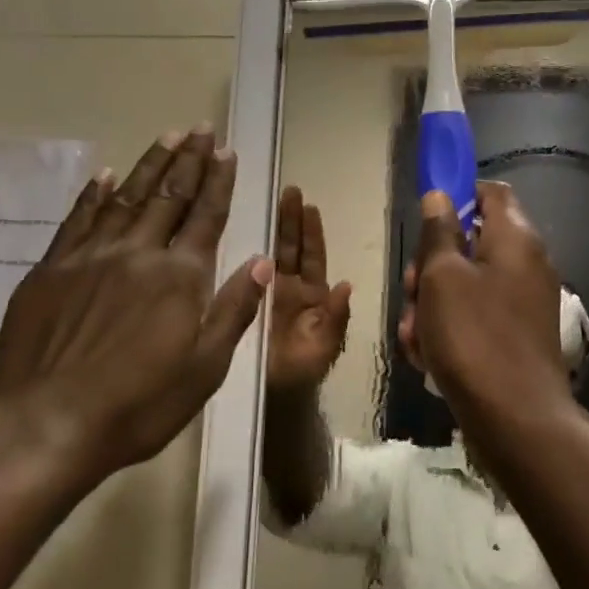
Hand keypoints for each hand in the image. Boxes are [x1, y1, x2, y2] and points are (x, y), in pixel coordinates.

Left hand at [0, 126, 271, 489]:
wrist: (46, 425)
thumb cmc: (138, 404)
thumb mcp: (205, 368)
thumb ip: (234, 310)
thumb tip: (262, 262)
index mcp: (180, 276)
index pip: (206, 215)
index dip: (218, 181)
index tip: (226, 151)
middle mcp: (138, 253)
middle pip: (170, 196)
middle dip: (188, 159)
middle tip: (200, 128)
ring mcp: (90, 258)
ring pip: (126, 198)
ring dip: (149, 165)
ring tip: (166, 136)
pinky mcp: (51, 271)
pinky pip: (77, 220)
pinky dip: (94, 195)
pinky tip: (105, 175)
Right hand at [266, 186, 351, 392]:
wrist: (270, 399)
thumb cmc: (302, 373)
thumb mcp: (325, 347)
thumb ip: (337, 318)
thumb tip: (345, 284)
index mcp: (314, 296)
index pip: (313, 256)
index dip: (312, 232)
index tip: (310, 205)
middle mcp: (291, 288)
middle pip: (292, 246)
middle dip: (292, 219)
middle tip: (290, 190)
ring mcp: (267, 293)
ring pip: (272, 252)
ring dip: (274, 226)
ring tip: (272, 198)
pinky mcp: (247, 300)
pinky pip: (249, 271)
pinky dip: (249, 249)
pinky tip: (243, 228)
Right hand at [408, 182, 568, 417]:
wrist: (515, 419)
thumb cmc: (473, 335)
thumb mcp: (442, 276)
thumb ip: (438, 231)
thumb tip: (440, 195)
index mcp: (515, 238)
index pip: (490, 193)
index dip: (457, 196)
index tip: (425, 220)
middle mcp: (525, 263)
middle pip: (470, 242)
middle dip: (431, 265)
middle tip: (412, 289)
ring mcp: (522, 302)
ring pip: (465, 284)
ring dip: (432, 304)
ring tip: (415, 334)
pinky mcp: (515, 335)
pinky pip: (475, 316)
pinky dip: (449, 329)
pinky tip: (427, 356)